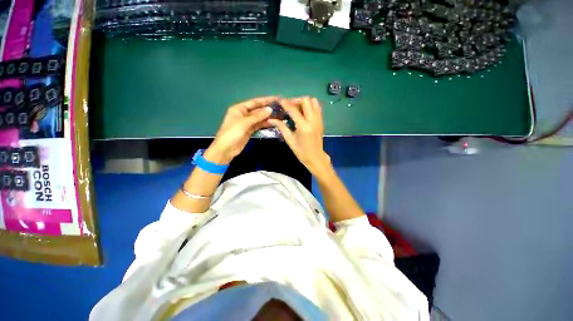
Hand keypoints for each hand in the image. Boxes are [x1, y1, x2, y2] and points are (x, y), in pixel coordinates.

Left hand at [205, 96, 275, 163]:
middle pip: (257, 110)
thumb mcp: (244, 123)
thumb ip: (257, 116)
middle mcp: (243, 114)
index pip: (254, 102)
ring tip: (279, 115)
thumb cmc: (232, 133)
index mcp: (239, 108)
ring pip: (259, 118)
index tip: (276, 99)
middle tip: (280, 108)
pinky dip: (265, 124)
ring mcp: (247, 123)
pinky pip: (258, 125)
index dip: (265, 100)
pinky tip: (273, 123)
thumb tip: (270, 109)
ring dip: (267, 117)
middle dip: (267, 109)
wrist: (226, 149)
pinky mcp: (250, 130)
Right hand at [269, 97, 331, 175]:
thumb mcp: (290, 140)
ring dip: (304, 102)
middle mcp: (312, 120)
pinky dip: (310, 106)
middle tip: (289, 106)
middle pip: (306, 100)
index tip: (280, 100)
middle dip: (296, 100)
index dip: (285, 103)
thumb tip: (272, 119)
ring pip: (313, 101)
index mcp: (303, 126)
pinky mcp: (321, 121)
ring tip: (297, 108)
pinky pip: (317, 107)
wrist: (316, 158)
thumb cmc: (301, 152)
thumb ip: (282, 128)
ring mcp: (319, 120)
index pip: (293, 110)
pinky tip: (304, 112)